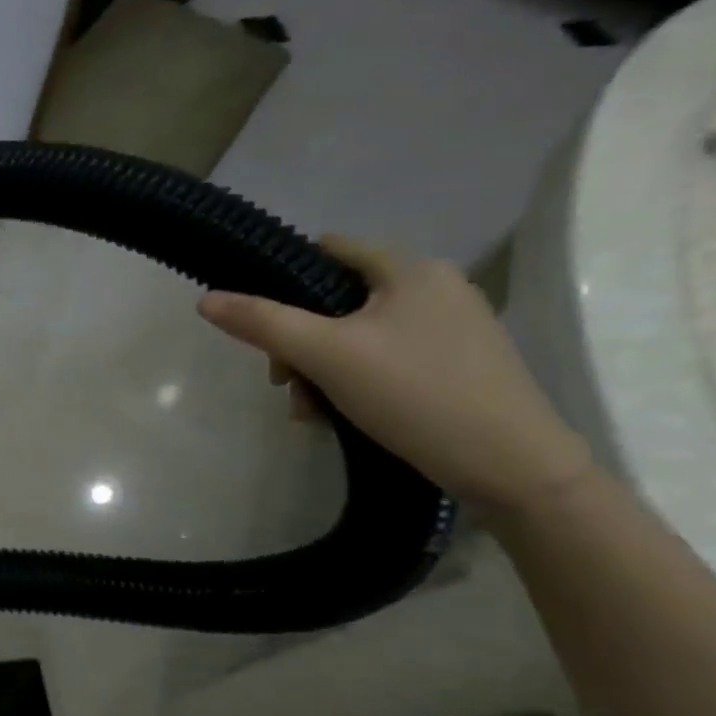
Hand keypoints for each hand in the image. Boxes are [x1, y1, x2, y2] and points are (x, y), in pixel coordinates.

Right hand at [197, 236, 594, 516]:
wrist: (511, 466)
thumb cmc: (414, 393)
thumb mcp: (325, 354)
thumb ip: (261, 322)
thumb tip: (205, 299)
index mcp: (412, 271)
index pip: (331, 250)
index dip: (285, 276)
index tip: (258, 318)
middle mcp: (436, 290)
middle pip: (337, 301)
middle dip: (298, 341)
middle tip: (283, 382)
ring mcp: (450, 330)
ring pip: (356, 336)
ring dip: (319, 369)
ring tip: (310, 410)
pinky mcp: (456, 367)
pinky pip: (383, 360)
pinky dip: (351, 382)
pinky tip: (339, 416)